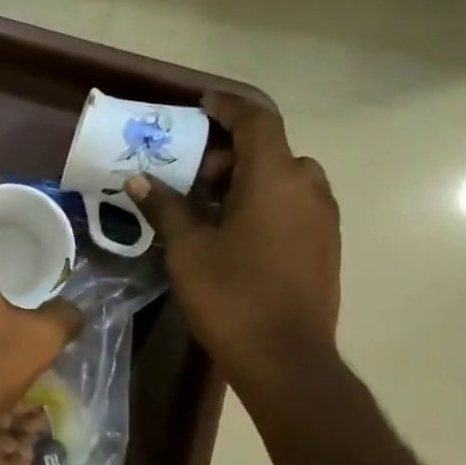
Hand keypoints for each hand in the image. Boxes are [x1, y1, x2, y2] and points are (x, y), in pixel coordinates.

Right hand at [127, 94, 339, 397]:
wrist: (286, 358)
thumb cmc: (232, 297)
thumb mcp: (188, 250)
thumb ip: (166, 208)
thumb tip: (139, 181)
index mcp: (275, 179)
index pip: (256, 121)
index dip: (227, 107)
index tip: (200, 105)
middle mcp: (308, 188)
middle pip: (269, 151)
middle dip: (228, 155)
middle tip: (190, 179)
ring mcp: (323, 217)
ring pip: (284, 178)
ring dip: (247, 180)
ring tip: (209, 208)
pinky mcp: (326, 244)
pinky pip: (294, 204)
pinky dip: (264, 202)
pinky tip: (235, 234)